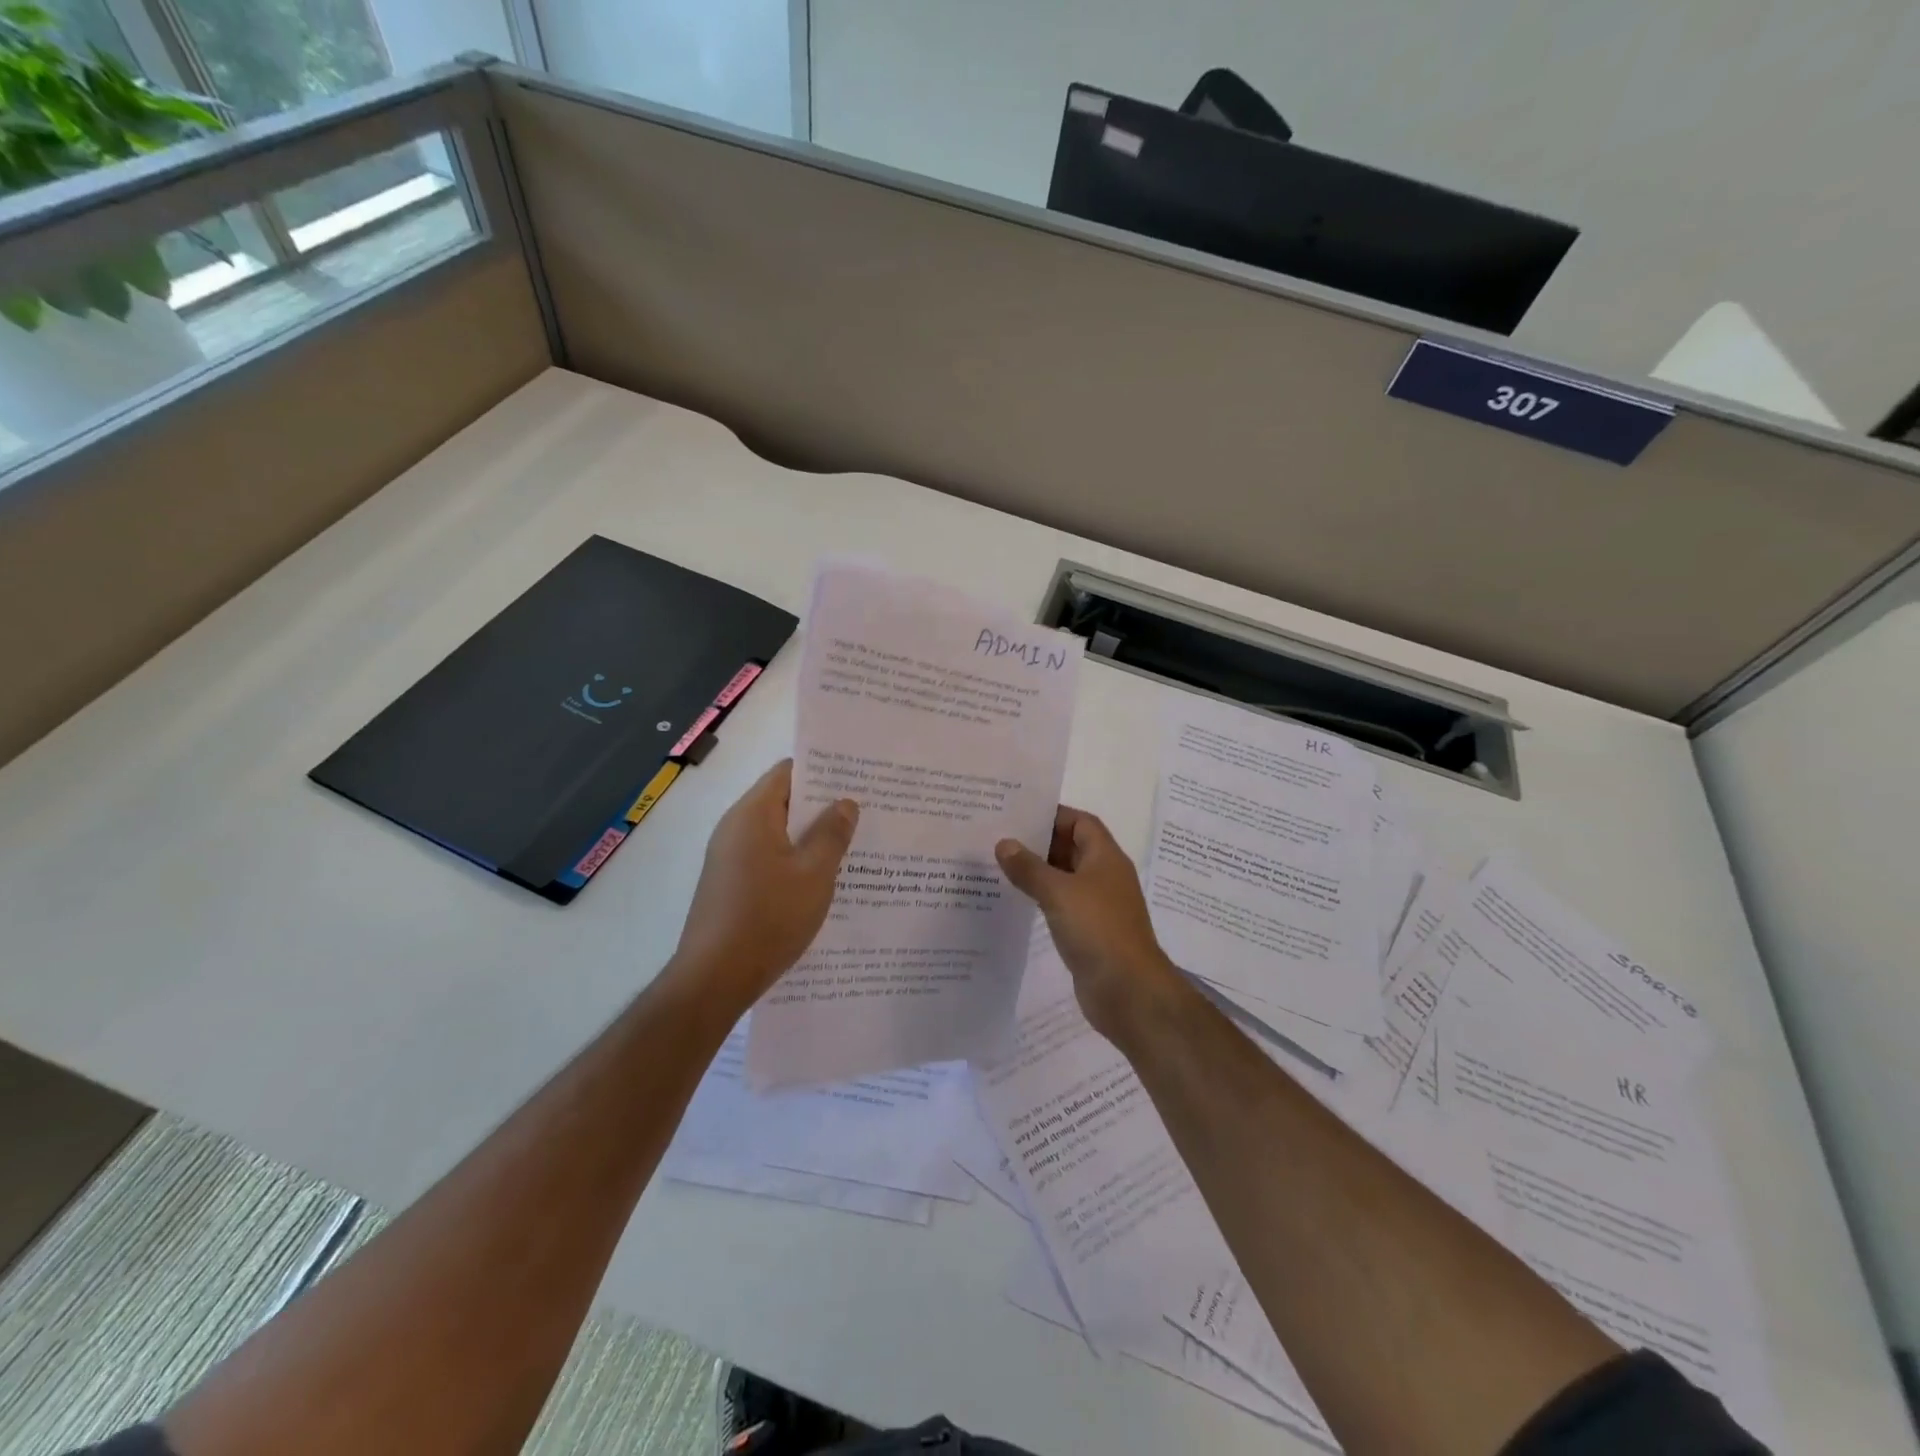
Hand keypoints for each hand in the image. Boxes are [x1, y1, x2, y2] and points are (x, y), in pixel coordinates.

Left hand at [671, 759, 857, 1008]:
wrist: (714, 979)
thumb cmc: (769, 918)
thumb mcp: (814, 874)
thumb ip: (832, 834)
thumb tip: (845, 803)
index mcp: (753, 815)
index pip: (788, 772)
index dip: (823, 771)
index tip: (857, 778)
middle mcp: (735, 829)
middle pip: (783, 802)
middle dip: (822, 806)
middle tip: (865, 811)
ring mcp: (729, 858)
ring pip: (778, 834)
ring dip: (810, 837)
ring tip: (852, 845)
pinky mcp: (730, 885)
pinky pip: (768, 859)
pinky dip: (794, 860)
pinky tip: (822, 879)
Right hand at [995, 805, 1188, 1041]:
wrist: (1128, 991)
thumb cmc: (1098, 929)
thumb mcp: (1059, 892)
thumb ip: (1029, 868)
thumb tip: (1004, 844)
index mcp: (1106, 858)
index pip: (1081, 822)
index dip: (1053, 815)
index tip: (1018, 814)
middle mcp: (1105, 877)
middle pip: (1072, 848)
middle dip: (1040, 842)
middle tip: (1000, 837)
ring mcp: (1098, 906)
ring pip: (1065, 878)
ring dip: (1038, 872)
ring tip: (999, 865)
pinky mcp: (1089, 932)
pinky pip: (1063, 905)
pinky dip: (1042, 899)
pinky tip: (1016, 900)